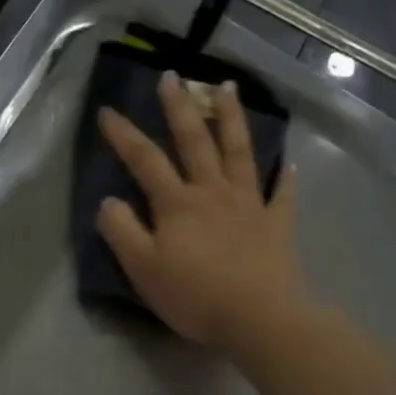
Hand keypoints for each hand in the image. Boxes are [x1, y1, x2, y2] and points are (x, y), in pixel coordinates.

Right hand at [97, 71, 308, 352]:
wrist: (259, 318)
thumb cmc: (195, 296)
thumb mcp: (143, 269)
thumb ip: (122, 232)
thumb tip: (108, 202)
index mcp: (177, 204)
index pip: (144, 160)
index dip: (123, 135)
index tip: (107, 111)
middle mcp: (213, 193)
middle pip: (195, 141)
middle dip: (179, 107)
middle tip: (172, 76)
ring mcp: (249, 205)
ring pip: (239, 152)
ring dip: (231, 118)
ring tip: (226, 88)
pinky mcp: (276, 224)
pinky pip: (282, 194)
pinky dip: (285, 177)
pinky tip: (288, 163)